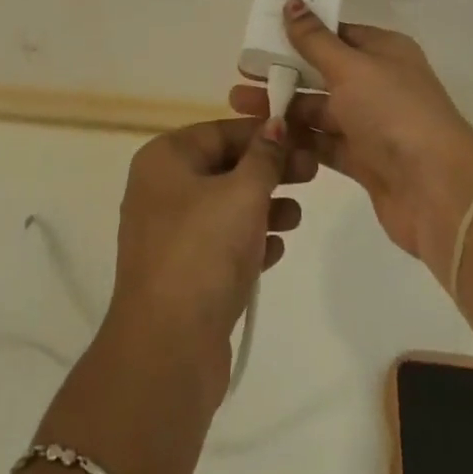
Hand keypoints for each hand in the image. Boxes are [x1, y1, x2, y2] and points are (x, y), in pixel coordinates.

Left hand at [104, 118, 316, 402]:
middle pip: (224, 167)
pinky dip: (248, 241)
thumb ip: (264, 157)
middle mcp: (160, 189)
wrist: (167, 349)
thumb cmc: (203, 252)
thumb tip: (275, 124)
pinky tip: (277, 250)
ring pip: (224, 207)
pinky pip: (220, 244)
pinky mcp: (181, 273)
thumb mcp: (242, 194)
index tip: (301, 139)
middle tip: (312, 174)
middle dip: (268, 171)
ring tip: (297, 216)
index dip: (262, 133)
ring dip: (263, 207)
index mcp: (164, 159)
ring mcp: (168, 234)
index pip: (220, 131)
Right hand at [229, 3, 472, 277]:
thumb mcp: (351, 68)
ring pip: (319, 109)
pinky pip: (324, 143)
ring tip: (238, 105)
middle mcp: (379, 84)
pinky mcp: (364, 161)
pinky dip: (298, 139)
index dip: (300, 31)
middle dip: (283, 71)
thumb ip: (315, 40)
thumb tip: (293, 1)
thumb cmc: (394, 113)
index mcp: (383, 51)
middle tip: (241, 71)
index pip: (337, 33)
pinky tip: (265, 137)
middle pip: (322, 71)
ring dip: (282, 106)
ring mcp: (372, 124)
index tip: (262, 31)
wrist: (439, 192)